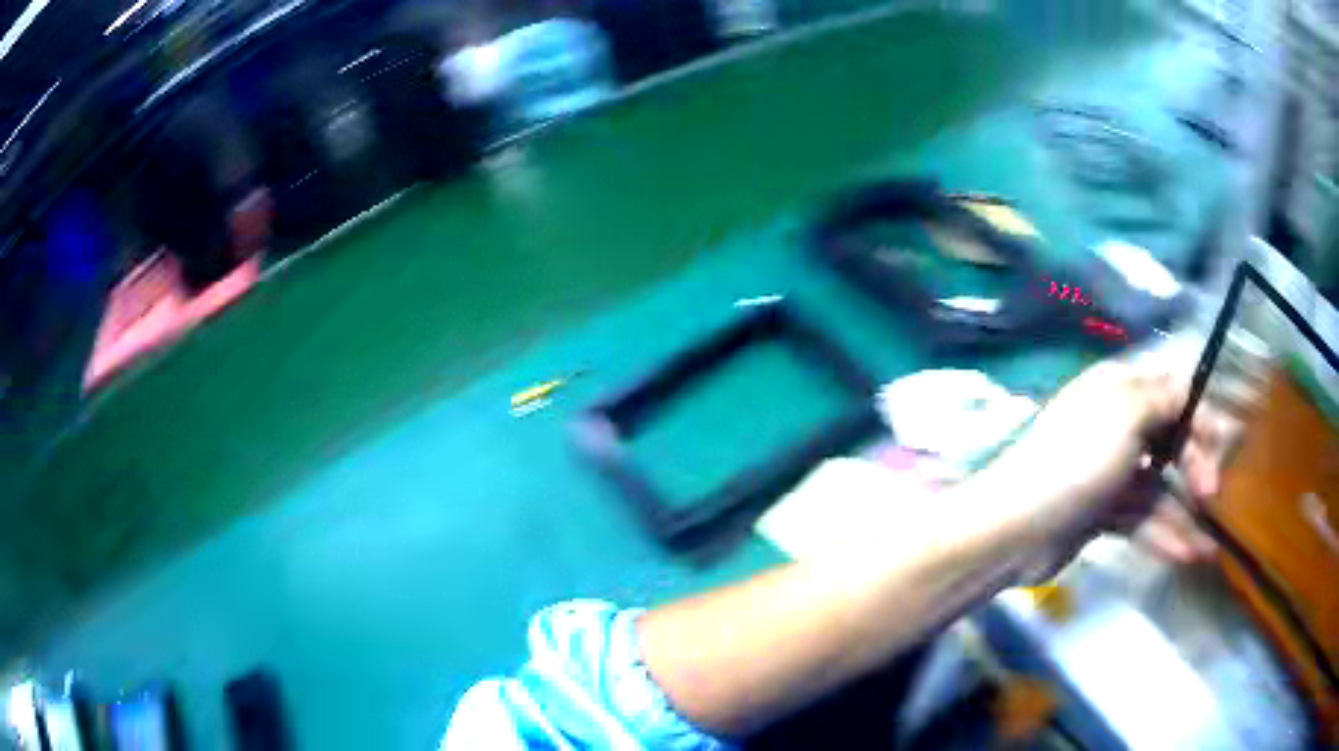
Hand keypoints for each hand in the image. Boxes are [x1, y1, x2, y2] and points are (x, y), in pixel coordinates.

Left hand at [990, 360, 1224, 564]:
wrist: (1016, 528)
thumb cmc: (1078, 462)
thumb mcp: (1127, 414)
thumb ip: (1164, 398)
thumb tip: (1189, 387)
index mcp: (1119, 390)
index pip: (1173, 393)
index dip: (1201, 415)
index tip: (1225, 444)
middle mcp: (1116, 425)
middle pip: (1170, 441)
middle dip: (1195, 467)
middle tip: (1211, 495)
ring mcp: (1108, 473)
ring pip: (1157, 489)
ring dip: (1183, 516)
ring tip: (1208, 547)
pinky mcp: (1099, 513)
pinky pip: (1139, 519)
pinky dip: (1161, 535)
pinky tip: (1185, 554)